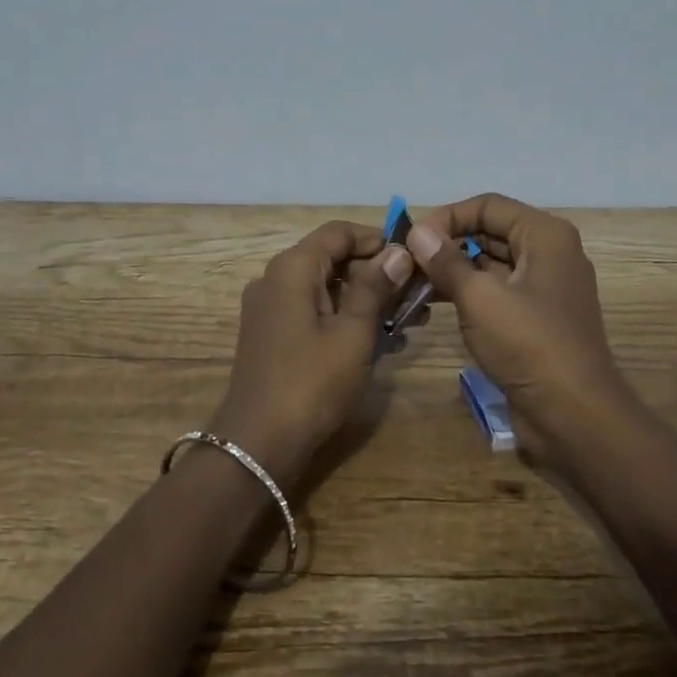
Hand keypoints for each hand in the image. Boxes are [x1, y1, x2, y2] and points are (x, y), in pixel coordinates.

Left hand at [210, 220, 413, 487]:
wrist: (258, 445)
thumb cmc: (311, 382)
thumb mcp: (353, 333)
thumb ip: (375, 287)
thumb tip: (398, 252)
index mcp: (292, 268)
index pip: (338, 232)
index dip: (377, 239)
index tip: (412, 259)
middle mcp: (275, 279)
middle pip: (332, 259)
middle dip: (377, 273)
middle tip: (418, 295)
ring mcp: (271, 309)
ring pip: (326, 288)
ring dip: (366, 299)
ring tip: (409, 320)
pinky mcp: (273, 336)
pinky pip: (314, 312)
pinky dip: (345, 318)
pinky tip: (381, 340)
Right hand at [405, 193, 640, 461]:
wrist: (575, 416)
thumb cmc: (529, 345)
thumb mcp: (480, 299)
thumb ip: (446, 261)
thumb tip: (418, 232)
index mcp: (545, 235)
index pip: (487, 206)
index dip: (447, 217)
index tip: (414, 241)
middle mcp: (549, 252)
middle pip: (489, 232)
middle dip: (448, 244)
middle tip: (408, 263)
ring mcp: (545, 286)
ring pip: (491, 262)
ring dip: (453, 270)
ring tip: (414, 285)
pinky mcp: (537, 317)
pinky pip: (498, 290)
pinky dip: (468, 292)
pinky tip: (435, 304)